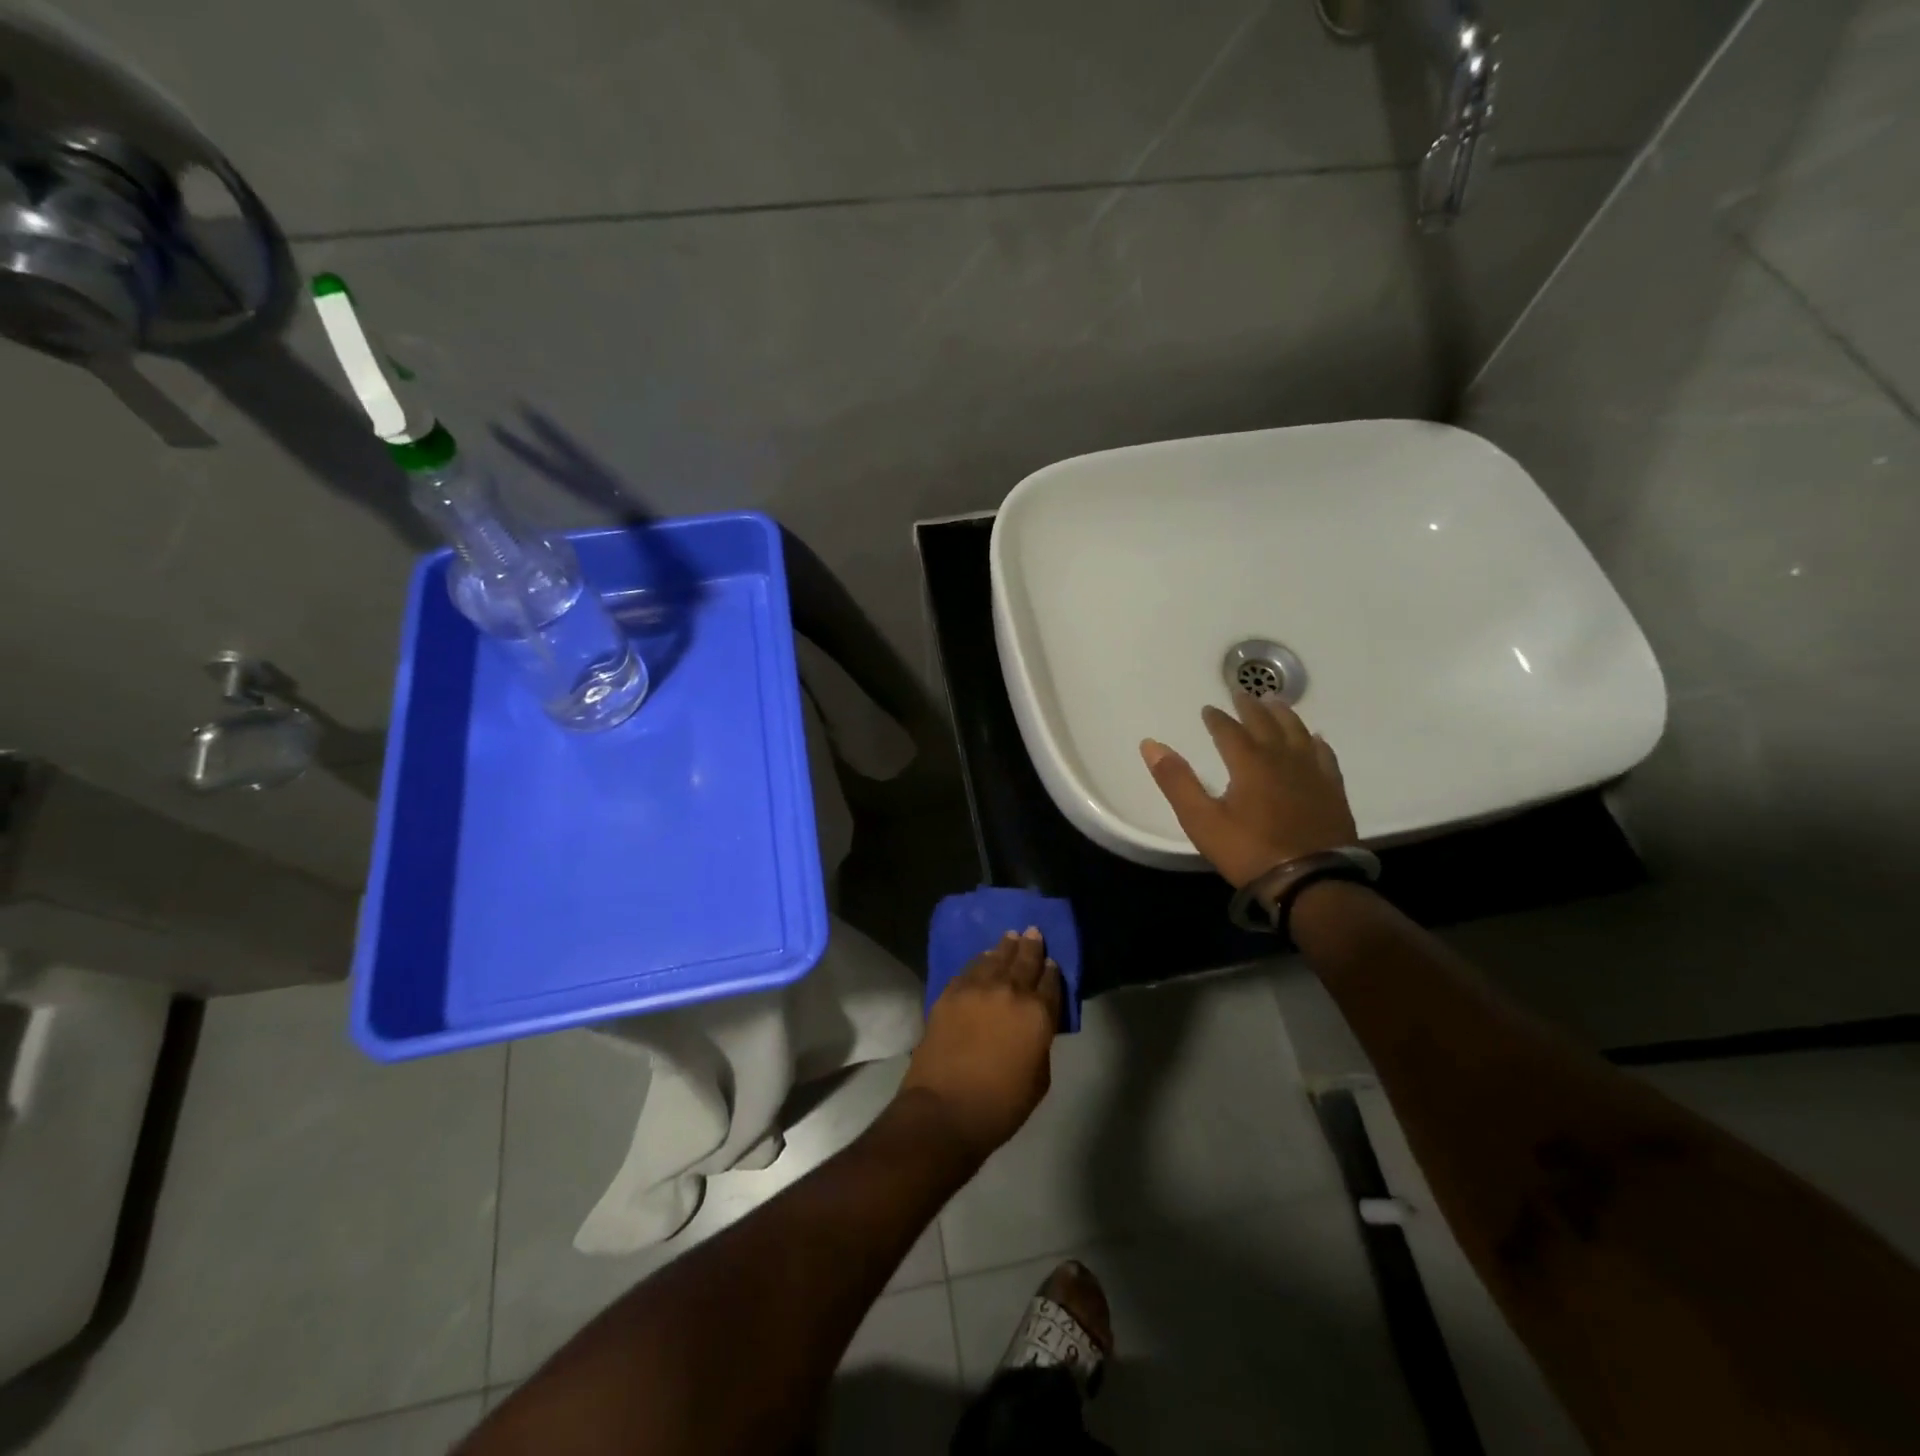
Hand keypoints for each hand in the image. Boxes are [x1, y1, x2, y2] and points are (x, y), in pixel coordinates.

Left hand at [901, 930, 1062, 1161]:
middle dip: (1031, 946)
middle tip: (1033, 931)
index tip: (1051, 962)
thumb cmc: (1000, 1105)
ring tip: (1010, 937)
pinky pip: (969, 969)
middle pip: (1024, 961)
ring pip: (995, 958)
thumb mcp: (1039, 1079)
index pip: (1051, 983)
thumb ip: (1040, 1043)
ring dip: (1005, 947)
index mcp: (1038, 1014)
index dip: (1052, 971)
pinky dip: (979, 961)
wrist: (945, 1109)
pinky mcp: (950, 992)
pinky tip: (982, 959)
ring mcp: (976, 988)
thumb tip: (1033, 1026)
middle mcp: (1010, 991)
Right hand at [1140, 692, 1358, 887]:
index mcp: (1249, 762)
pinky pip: (1324, 755)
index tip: (1208, 709)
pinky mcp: (1332, 791)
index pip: (1229, 730)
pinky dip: (1315, 742)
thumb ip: (1176, 781)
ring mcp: (1312, 773)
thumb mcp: (1201, 820)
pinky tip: (1315, 739)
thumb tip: (1151, 744)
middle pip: (1266, 723)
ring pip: (1298, 732)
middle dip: (1251, 706)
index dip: (1217, 718)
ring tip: (1276, 703)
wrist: (1310, 882)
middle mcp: (1282, 758)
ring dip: (1284, 715)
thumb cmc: (1249, 851)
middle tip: (1243, 692)